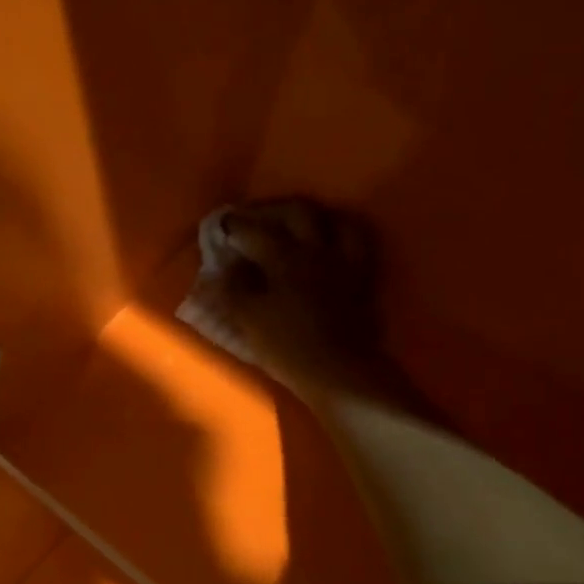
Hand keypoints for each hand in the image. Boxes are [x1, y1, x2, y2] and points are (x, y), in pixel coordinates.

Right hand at [175, 198, 383, 396]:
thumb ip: (231, 289)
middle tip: (256, 217)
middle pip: (298, 211)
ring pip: (335, 221)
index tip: (221, 224)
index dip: (234, 225)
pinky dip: (339, 236)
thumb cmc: (287, 346)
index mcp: (284, 257)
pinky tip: (327, 246)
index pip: (254, 230)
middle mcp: (317, 250)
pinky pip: (356, 244)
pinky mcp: (362, 280)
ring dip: (313, 217)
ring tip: (296, 225)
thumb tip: (221, 268)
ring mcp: (344, 262)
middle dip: (273, 209)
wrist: (340, 374)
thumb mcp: (247, 319)